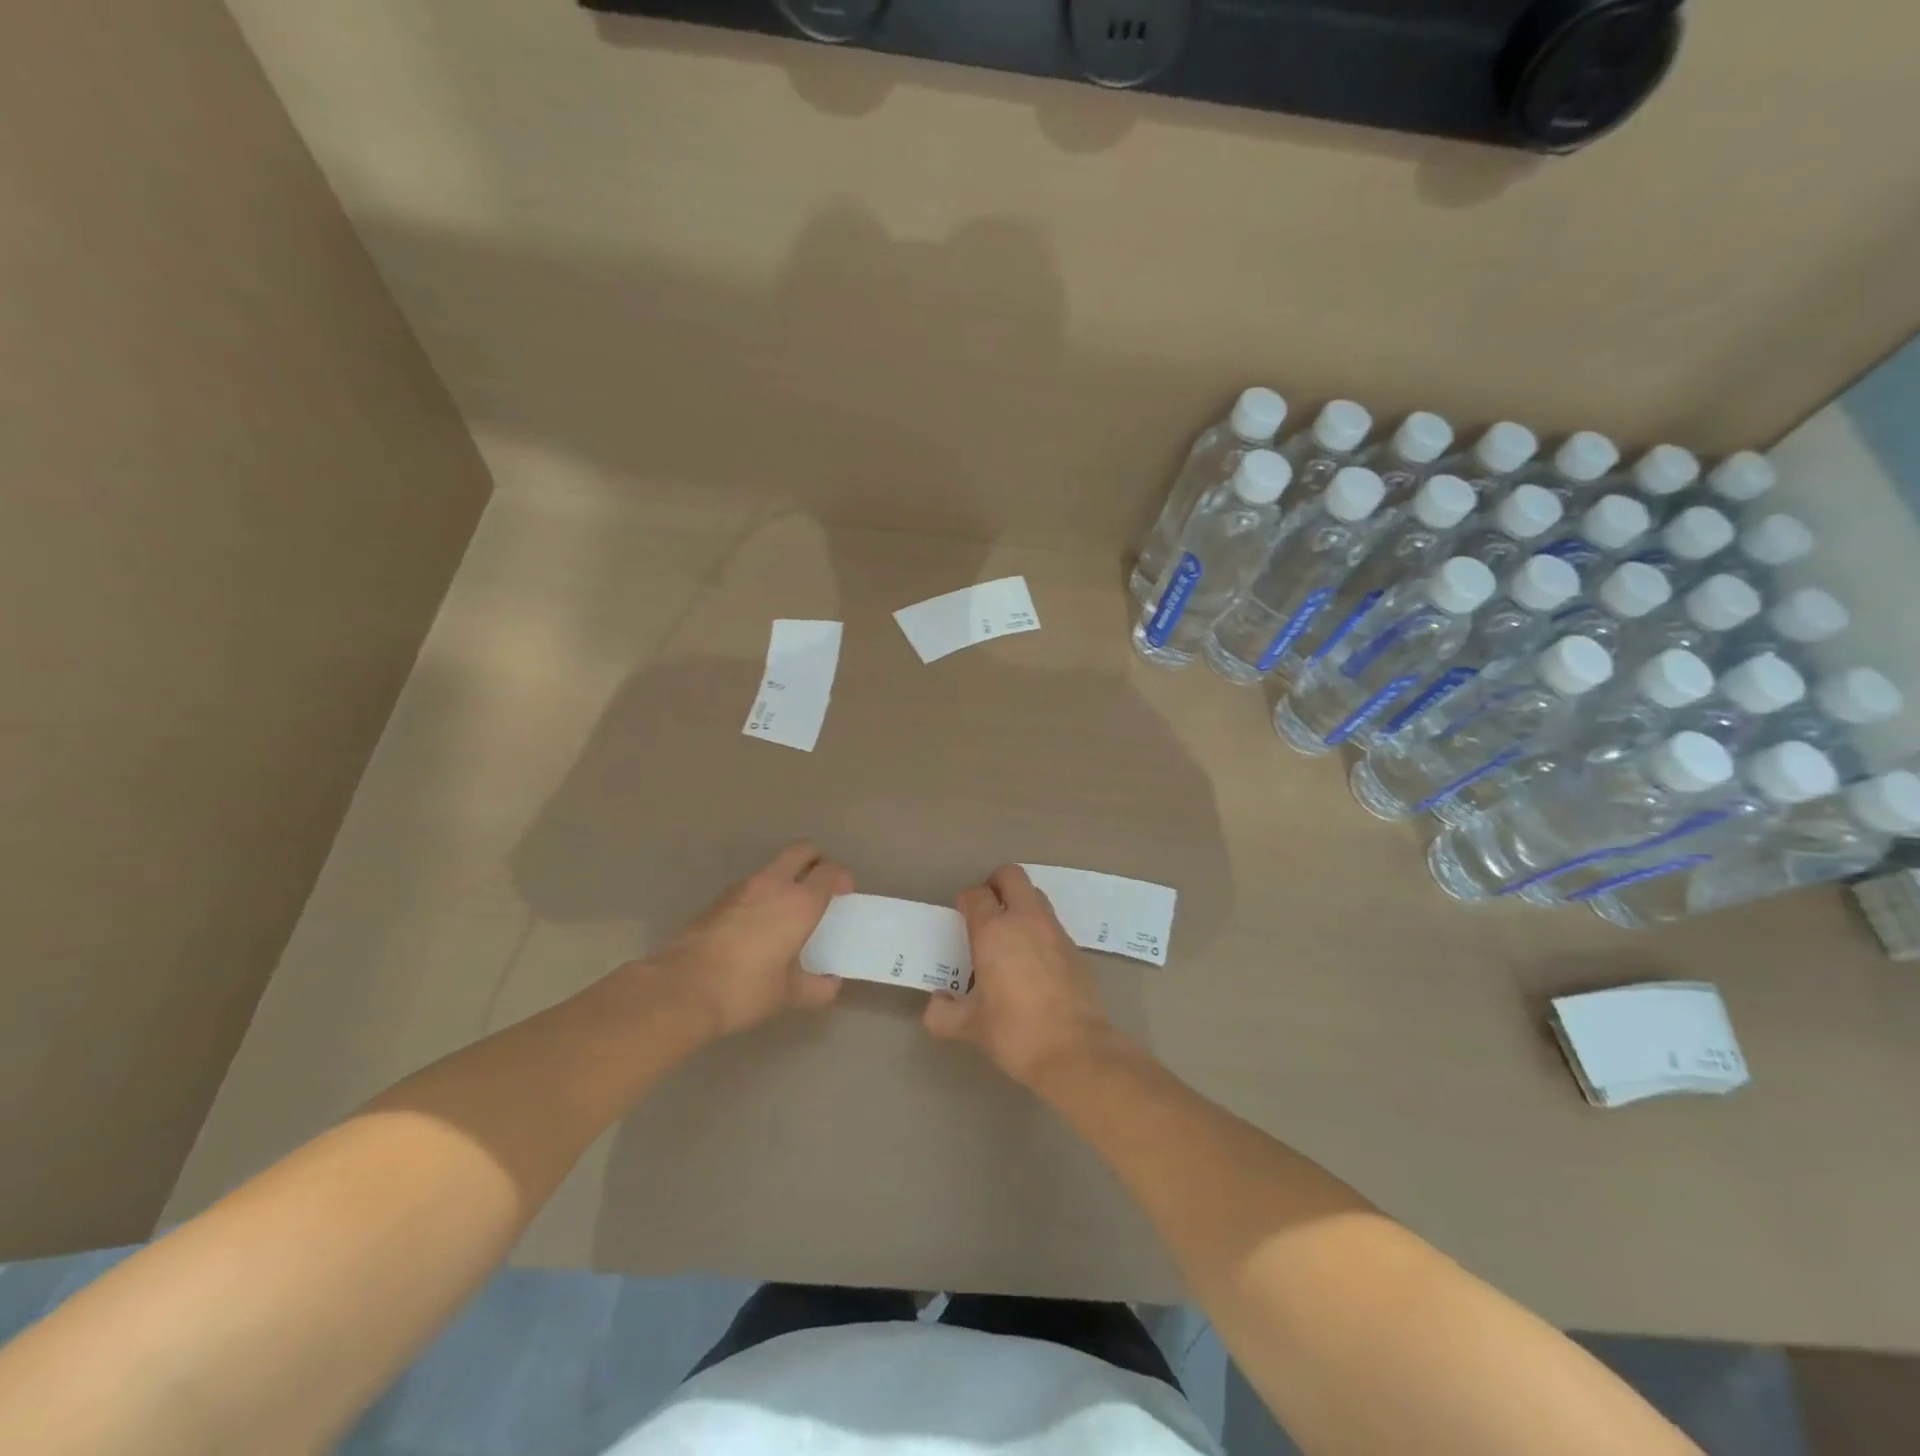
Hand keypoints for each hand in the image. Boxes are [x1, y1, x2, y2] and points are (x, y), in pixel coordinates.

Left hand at [648, 843, 852, 1035]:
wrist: (681, 989)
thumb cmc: (745, 989)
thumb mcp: (788, 995)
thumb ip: (816, 988)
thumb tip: (830, 985)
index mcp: (800, 902)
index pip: (830, 872)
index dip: (841, 879)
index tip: (844, 896)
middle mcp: (773, 885)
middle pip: (802, 852)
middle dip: (816, 862)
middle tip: (820, 888)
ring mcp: (742, 888)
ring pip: (773, 867)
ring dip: (786, 878)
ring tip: (787, 911)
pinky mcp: (718, 900)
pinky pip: (751, 886)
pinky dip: (762, 895)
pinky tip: (757, 927)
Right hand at [923, 864, 1118, 1087]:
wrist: (1074, 1049)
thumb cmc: (1015, 1031)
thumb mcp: (971, 1027)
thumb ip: (944, 1014)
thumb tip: (936, 1004)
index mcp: (993, 930)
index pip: (976, 895)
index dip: (966, 900)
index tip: (961, 916)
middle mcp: (1025, 919)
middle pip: (1011, 876)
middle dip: (996, 884)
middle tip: (986, 909)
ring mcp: (1054, 930)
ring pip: (1035, 895)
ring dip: (1020, 903)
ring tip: (1009, 934)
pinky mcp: (1074, 947)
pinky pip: (1051, 923)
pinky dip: (1038, 928)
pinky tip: (1032, 960)